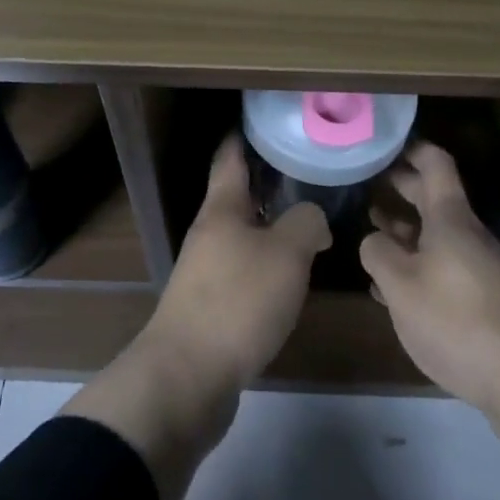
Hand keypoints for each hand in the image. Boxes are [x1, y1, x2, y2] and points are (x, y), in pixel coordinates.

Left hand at [143, 135, 331, 392]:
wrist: (187, 377)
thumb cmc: (237, 302)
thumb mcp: (286, 255)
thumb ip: (306, 224)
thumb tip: (312, 220)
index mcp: (222, 209)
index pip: (231, 157)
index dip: (247, 135)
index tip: (271, 121)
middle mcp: (209, 233)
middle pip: (238, 195)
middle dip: (270, 182)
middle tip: (310, 172)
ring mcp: (206, 270)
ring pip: (243, 234)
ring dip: (271, 225)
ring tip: (310, 222)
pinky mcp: (211, 305)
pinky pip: (243, 269)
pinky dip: (267, 262)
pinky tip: (291, 275)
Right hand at [360, 142, 499, 438]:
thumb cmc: (457, 320)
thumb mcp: (401, 285)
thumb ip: (378, 253)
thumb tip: (375, 240)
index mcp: (450, 219)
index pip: (435, 164)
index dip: (412, 149)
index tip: (386, 144)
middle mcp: (467, 235)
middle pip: (434, 199)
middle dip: (402, 188)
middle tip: (370, 183)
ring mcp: (478, 268)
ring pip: (436, 236)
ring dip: (405, 231)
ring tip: (372, 232)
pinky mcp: (483, 299)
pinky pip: (444, 267)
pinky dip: (417, 265)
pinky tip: (392, 286)